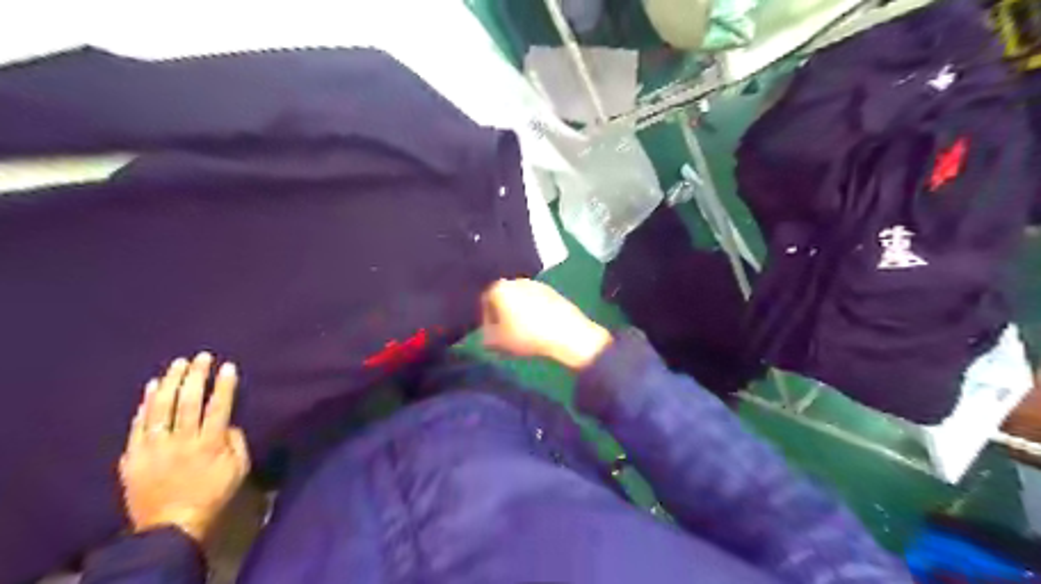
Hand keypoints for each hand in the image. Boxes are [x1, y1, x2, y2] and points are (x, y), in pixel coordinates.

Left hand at [120, 351, 251, 541]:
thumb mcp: (238, 469)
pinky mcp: (133, 456)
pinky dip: (144, 405)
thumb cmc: (212, 495)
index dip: (224, 385)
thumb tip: (227, 423)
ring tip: (177, 365)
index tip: (228, 366)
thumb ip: (236, 442)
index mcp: (209, 444)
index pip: (219, 407)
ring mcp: (154, 448)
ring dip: (169, 383)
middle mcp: (181, 441)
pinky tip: (151, 388)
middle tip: (201, 357)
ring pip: (160, 409)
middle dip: (195, 376)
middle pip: (188, 402)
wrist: (169, 527)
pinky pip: (138, 425)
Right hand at [485, 278, 610, 368]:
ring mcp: (537, 284)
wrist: (566, 333)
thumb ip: (486, 338)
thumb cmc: (526, 336)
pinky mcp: (553, 291)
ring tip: (524, 333)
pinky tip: (539, 328)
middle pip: (504, 298)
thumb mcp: (499, 342)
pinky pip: (536, 302)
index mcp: (500, 288)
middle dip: (503, 315)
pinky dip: (534, 312)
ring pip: (521, 299)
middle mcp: (516, 281)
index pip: (485, 301)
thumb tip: (486, 337)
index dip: (486, 320)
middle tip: (506, 334)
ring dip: (519, 314)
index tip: (492, 335)